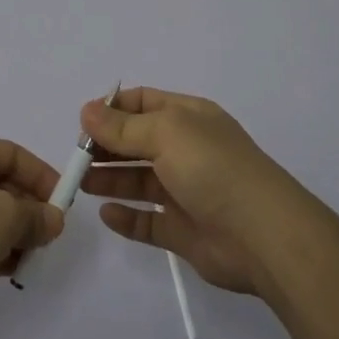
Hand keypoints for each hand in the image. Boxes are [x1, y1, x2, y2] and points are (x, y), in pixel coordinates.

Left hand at [0, 135, 63, 338]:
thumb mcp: (1, 220)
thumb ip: (34, 215)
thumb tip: (52, 218)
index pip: (10, 153)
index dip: (41, 176)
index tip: (64, 205)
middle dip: (25, 209)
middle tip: (46, 237)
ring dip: (9, 232)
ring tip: (26, 258)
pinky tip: (2, 269)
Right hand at [80, 87, 305, 296]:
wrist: (263, 235)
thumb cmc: (213, 169)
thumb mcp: (166, 133)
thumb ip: (123, 127)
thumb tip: (86, 111)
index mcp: (189, 118)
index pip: (144, 102)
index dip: (112, 109)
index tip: (82, 122)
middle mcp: (187, 151)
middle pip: (137, 142)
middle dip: (106, 146)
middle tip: (76, 157)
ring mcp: (186, 192)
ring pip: (139, 181)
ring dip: (110, 179)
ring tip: (80, 183)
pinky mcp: (183, 231)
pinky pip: (148, 222)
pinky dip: (127, 217)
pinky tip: (106, 214)